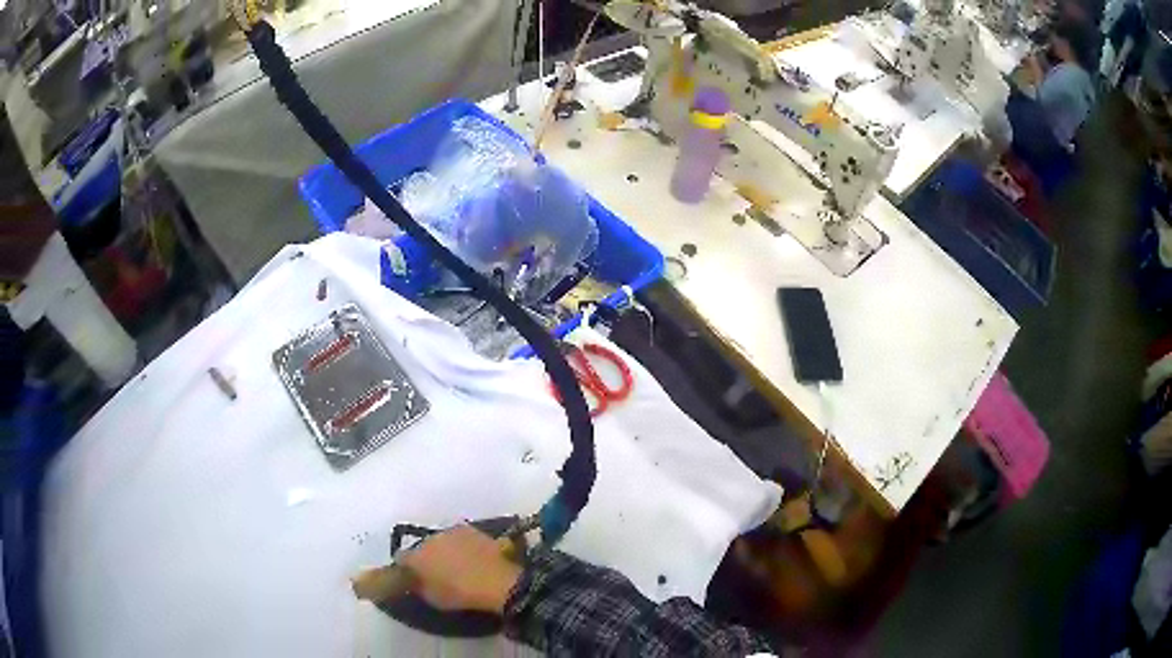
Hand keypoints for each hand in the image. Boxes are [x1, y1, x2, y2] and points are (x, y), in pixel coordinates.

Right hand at [397, 525, 522, 613]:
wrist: (496, 581)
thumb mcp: (433, 599)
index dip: (406, 567)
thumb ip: (419, 586)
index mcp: (417, 556)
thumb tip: (416, 581)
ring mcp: (451, 532)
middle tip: (437, 571)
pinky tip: (471, 557)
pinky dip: (461, 545)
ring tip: (456, 564)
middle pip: (422, 547)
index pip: (402, 558)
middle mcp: (430, 539)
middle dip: (427, 557)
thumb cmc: (461, 594)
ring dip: (444, 549)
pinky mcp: (471, 530)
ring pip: (441, 540)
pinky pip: (459, 538)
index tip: (412, 576)